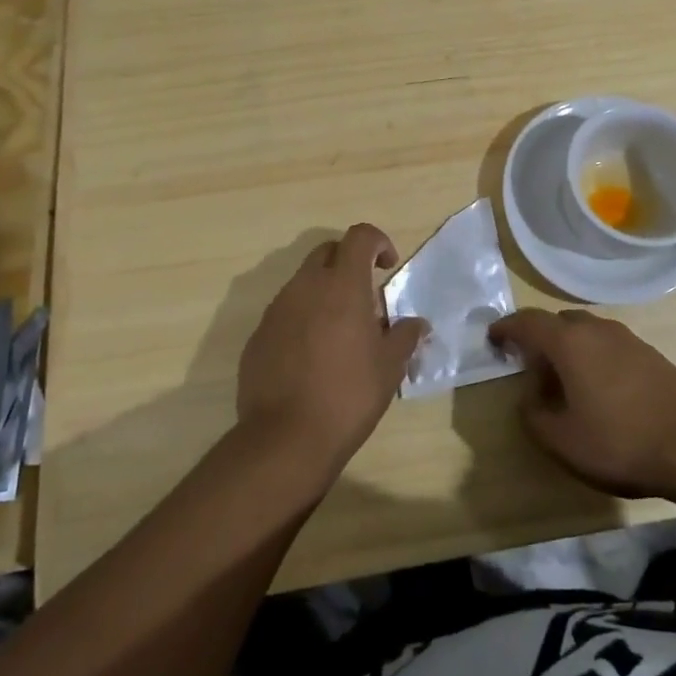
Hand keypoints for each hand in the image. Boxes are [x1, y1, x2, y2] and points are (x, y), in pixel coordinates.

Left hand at [236, 224, 426, 478]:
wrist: (286, 438)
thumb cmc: (349, 395)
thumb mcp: (390, 366)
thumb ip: (405, 336)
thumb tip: (417, 324)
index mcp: (342, 285)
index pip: (359, 236)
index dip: (378, 241)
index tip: (388, 266)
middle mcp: (305, 287)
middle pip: (327, 252)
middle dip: (348, 262)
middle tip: (365, 296)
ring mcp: (276, 310)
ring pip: (303, 282)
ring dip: (324, 292)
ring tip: (340, 329)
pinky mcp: (258, 335)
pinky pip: (284, 312)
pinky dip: (302, 318)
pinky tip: (312, 355)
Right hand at [489, 308, 675, 500]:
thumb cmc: (620, 441)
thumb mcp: (562, 441)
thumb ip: (533, 415)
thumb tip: (529, 397)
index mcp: (569, 342)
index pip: (527, 322)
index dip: (505, 328)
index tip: (492, 338)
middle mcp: (596, 329)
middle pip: (557, 322)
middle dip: (537, 337)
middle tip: (525, 362)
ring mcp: (626, 338)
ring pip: (585, 331)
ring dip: (566, 347)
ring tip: (560, 378)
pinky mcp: (649, 354)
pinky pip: (607, 344)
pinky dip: (591, 356)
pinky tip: (596, 387)